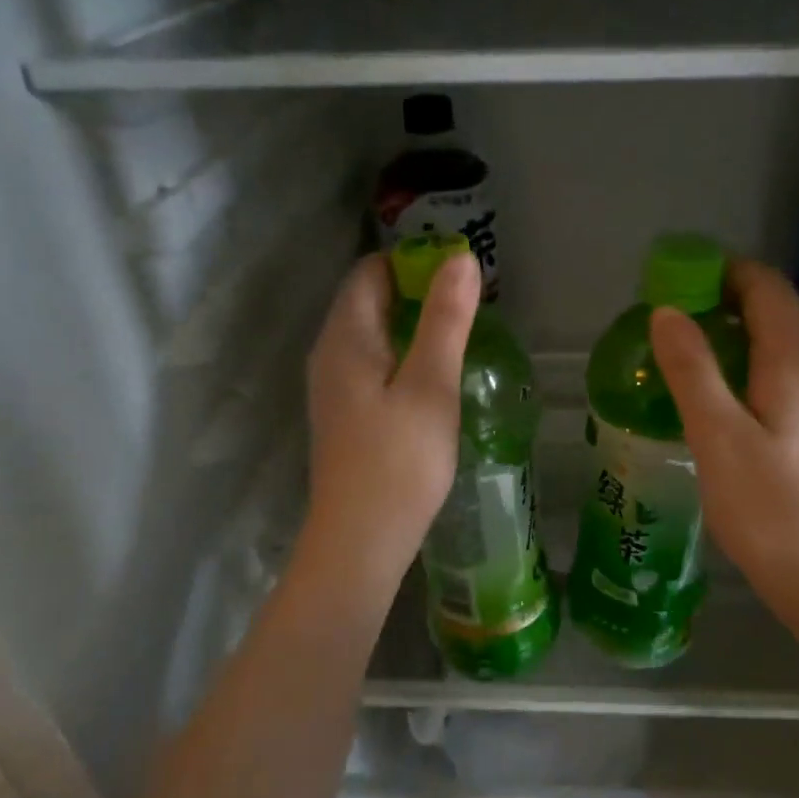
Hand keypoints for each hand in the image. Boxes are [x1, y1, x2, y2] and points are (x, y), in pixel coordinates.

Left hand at [299, 251, 480, 593]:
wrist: (361, 539)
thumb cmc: (399, 460)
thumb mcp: (430, 384)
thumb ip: (446, 320)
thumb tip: (461, 258)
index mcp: (345, 337)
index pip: (371, 271)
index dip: (414, 262)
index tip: (459, 271)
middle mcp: (330, 354)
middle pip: (369, 300)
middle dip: (417, 292)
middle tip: (469, 303)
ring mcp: (333, 387)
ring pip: (372, 335)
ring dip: (413, 325)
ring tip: (459, 334)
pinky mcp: (345, 415)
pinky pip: (372, 364)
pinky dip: (403, 355)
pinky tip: (433, 376)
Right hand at [649, 259, 798, 630]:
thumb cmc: (768, 504)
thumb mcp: (717, 433)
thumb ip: (692, 369)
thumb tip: (668, 312)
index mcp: (795, 363)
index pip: (768, 289)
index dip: (726, 272)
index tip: (679, 277)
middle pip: (776, 314)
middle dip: (726, 302)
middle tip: (672, 315)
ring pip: (779, 348)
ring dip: (735, 337)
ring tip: (685, 352)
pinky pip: (779, 379)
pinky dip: (745, 369)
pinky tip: (715, 399)